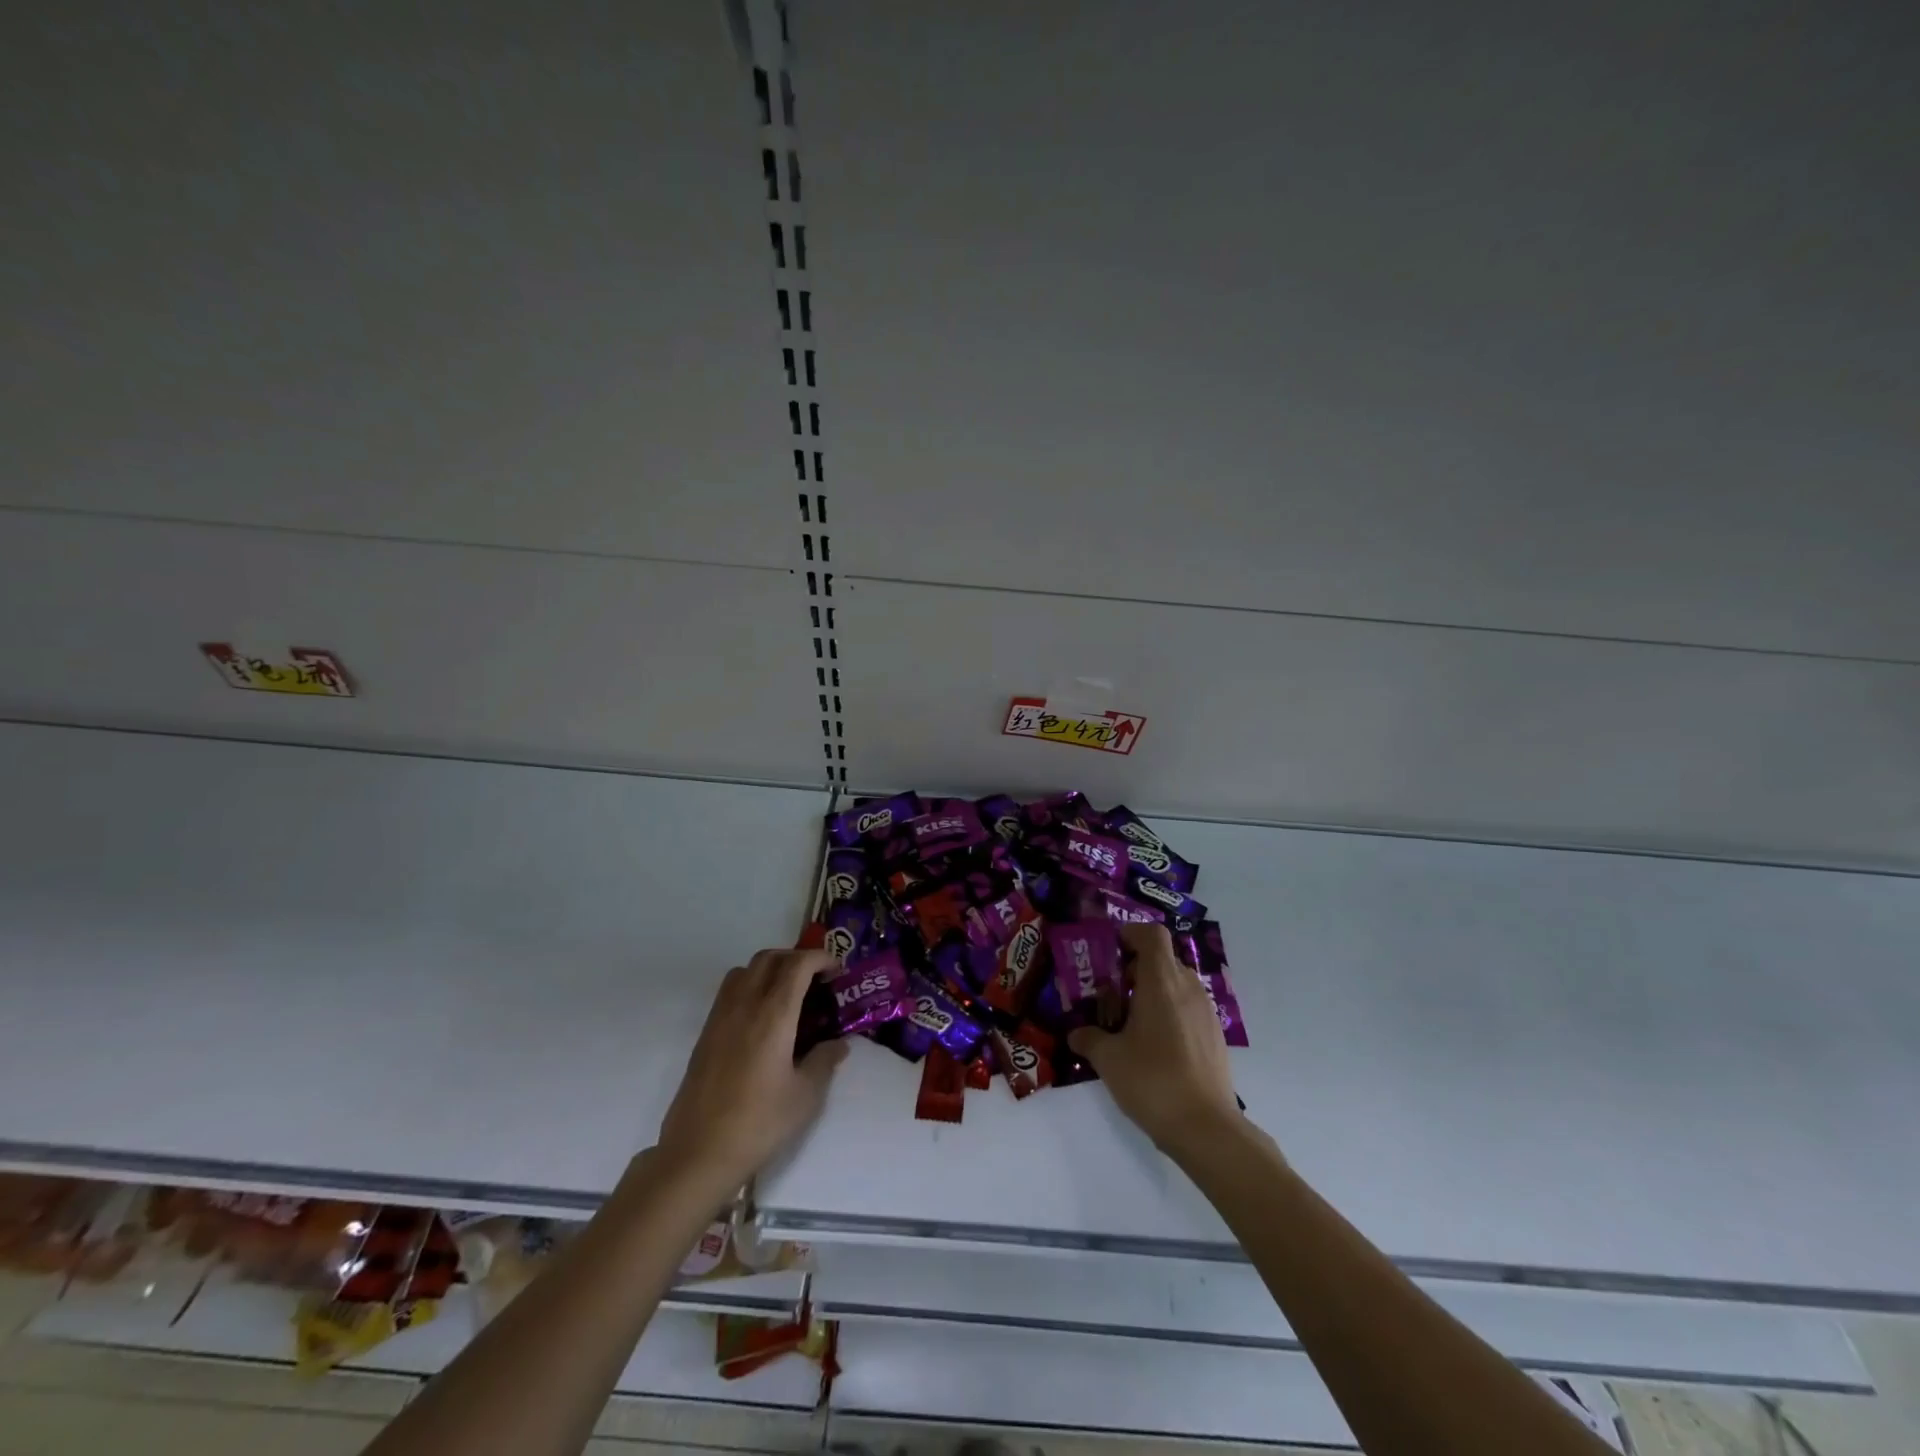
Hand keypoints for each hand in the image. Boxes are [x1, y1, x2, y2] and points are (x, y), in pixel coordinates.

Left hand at [655, 948, 848, 1197]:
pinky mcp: (705, 1033)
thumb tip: (838, 1044)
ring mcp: (720, 1017)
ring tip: (788, 993)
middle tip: (816, 980)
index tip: (837, 971)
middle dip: (796, 959)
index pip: (797, 965)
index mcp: (773, 1015)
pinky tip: (762, 1018)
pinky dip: (750, 985)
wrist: (698, 1153)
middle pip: (769, 958)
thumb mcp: (805, 1096)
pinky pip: (730, 991)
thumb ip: (824, 1061)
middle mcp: (745, 1005)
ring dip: (770, 968)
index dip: (820, 958)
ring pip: (745, 969)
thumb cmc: (758, 1123)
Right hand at [1068, 924, 1243, 1156]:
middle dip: (1135, 968)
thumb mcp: (1108, 1059)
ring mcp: (1206, 1011)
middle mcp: (1188, 987)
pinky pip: (1188, 1008)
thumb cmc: (1152, 1080)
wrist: (1206, 1128)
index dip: (1130, 934)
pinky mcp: (1215, 1035)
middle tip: (1110, 993)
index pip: (1152, 934)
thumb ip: (1088, 1038)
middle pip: (1162, 958)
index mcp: (1161, 981)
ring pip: (1177, 984)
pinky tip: (1153, 1046)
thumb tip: (1076, 1033)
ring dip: (1153, 991)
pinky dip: (1169, 1013)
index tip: (1109, 952)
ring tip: (1129, 1022)